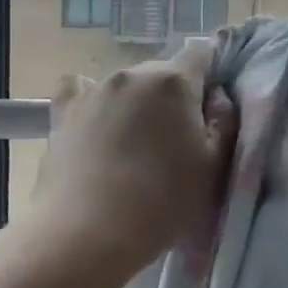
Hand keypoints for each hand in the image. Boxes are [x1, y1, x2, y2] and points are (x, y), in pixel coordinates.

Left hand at [26, 40, 238, 287]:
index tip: (210, 109)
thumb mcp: (214, 166)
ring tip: (135, 146)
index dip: (211, 75)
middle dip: (175, 95)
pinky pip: (82, 92)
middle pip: (163, 72)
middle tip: (177, 139)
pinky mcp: (62, 112)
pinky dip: (94, 101)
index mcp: (173, 81)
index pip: (201, 54)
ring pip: (127, 85)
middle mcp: (132, 74)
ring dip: (138, 104)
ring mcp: (93, 91)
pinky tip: (96, 123)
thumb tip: (216, 95)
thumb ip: (224, 120)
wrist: (86, 234)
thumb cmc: (162, 202)